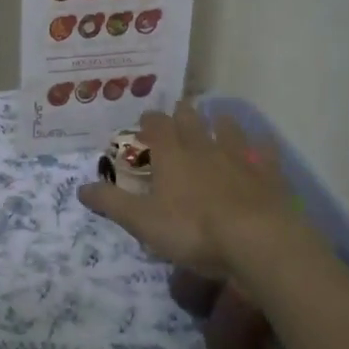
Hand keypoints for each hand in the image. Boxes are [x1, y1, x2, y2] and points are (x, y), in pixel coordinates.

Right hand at [78, 101, 296, 278]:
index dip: (150, 120)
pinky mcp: (268, 175)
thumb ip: (112, 203)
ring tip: (218, 120)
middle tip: (181, 109)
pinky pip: (264, 154)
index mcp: (172, 156)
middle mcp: (204, 148)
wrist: (256, 239)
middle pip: (192, 121)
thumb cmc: (192, 229)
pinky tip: (261, 146)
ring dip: (221, 123)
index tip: (145, 119)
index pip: (157, 126)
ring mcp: (240, 158)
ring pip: (228, 131)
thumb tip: (81, 188)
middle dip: (184, 114)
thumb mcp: (142, 221)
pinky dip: (261, 148)